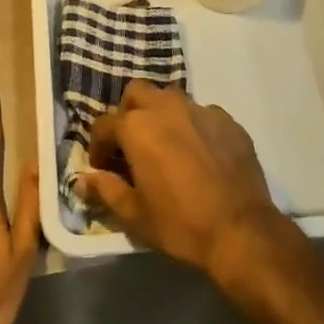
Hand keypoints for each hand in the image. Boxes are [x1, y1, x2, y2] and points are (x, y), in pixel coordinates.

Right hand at [74, 81, 286, 280]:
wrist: (241, 230)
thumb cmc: (180, 223)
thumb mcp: (134, 215)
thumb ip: (105, 191)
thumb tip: (82, 181)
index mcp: (137, 127)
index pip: (104, 125)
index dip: (98, 146)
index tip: (103, 167)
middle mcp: (166, 107)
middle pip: (136, 93)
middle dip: (127, 113)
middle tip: (131, 144)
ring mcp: (199, 109)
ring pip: (170, 98)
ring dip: (160, 114)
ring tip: (165, 145)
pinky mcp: (227, 119)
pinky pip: (201, 113)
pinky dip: (192, 126)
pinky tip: (199, 153)